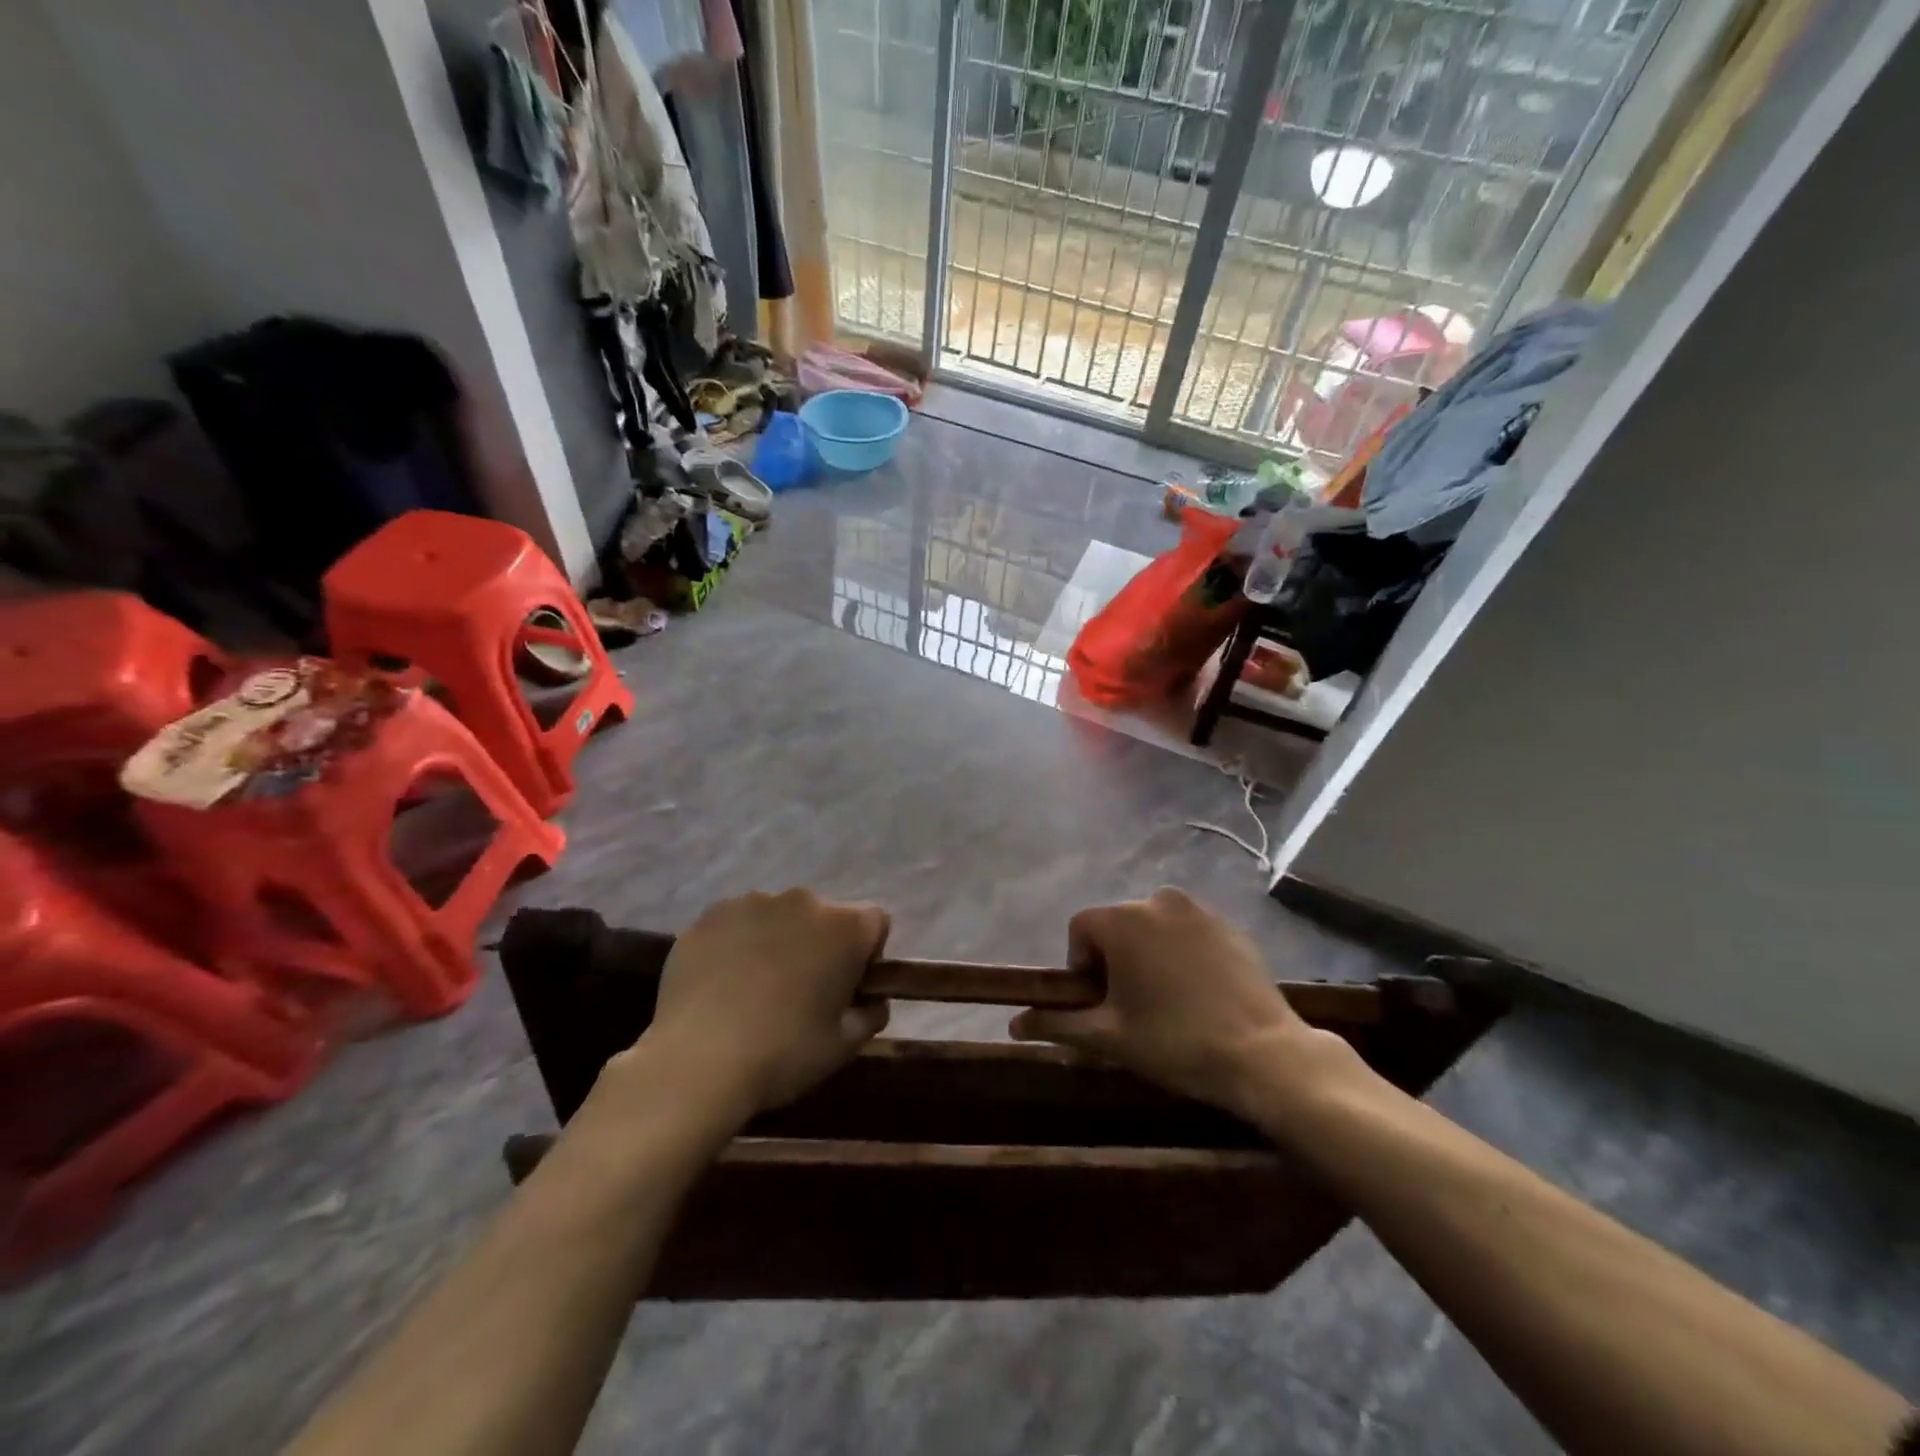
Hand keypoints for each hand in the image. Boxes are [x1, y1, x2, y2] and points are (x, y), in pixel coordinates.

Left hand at [628, 889, 890, 1120]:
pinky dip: (738, 944)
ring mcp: (753, 902)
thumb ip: (870, 1014)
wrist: (697, 1061)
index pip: (875, 923)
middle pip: (825, 916)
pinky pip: (738, 923)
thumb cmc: (784, 1053)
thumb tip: (871, 1001)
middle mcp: (804, 900)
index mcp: (846, 927)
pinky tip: (723, 984)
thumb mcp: (844, 1046)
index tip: (848, 988)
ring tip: (756, 988)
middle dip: (820, 944)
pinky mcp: (711, 915)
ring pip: (779, 917)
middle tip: (802, 991)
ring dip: (779, 941)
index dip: (867, 955)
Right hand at [1010, 887, 1342, 1117]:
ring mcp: (1198, 909)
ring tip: (1166, 1001)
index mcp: (1123, 919)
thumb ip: (1057, 1023)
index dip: (1081, 968)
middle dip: (1114, 960)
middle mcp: (1157, 900)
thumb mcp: (1109, 1037)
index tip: (1100, 1004)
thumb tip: (1013, 1023)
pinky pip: (1188, 932)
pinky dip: (1182, 954)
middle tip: (1132, 1007)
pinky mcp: (1229, 925)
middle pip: (1117, 926)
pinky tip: (1198, 994)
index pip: (1080, 930)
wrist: (1265, 1054)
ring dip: (1148, 955)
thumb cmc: (1175, 1042)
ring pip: (1153, 928)